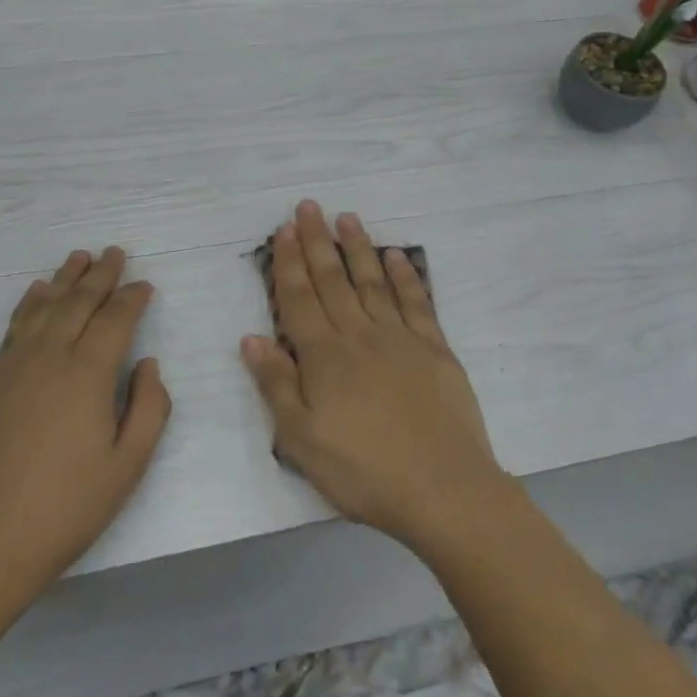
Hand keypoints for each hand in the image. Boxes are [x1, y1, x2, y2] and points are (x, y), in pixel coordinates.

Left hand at [0, 247, 170, 614]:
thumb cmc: (63, 509)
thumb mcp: (127, 467)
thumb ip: (149, 409)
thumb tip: (148, 364)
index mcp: (88, 373)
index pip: (115, 319)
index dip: (132, 297)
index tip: (145, 283)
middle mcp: (48, 356)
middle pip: (78, 302)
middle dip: (100, 274)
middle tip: (114, 252)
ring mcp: (11, 367)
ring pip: (43, 307)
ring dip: (64, 280)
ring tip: (77, 258)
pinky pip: (14, 327)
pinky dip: (30, 304)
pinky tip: (35, 295)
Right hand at [240, 201, 510, 552]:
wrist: (444, 490)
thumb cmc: (364, 471)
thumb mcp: (301, 440)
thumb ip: (276, 385)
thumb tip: (251, 338)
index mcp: (325, 357)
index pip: (299, 299)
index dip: (289, 263)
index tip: (284, 229)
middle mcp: (360, 336)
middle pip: (334, 281)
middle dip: (318, 242)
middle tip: (309, 206)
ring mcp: (401, 339)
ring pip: (373, 282)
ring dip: (358, 248)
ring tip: (347, 218)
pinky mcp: (436, 350)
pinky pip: (417, 303)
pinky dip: (406, 276)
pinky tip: (397, 256)